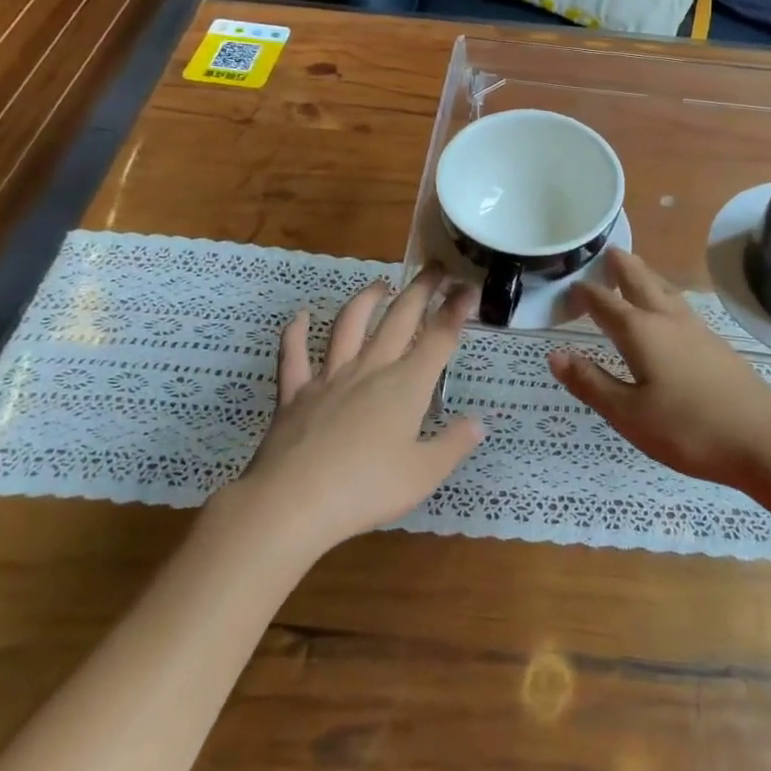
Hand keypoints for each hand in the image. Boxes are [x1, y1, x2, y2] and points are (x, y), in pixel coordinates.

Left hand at [233, 268, 483, 551]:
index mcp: (406, 385)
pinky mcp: (295, 393)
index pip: (439, 338)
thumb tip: (478, 423)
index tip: (468, 287)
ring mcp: (330, 377)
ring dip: (366, 300)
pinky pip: (294, 356)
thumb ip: (453, 445)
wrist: (292, 503)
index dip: (456, 310)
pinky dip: (295, 333)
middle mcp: (371, 369)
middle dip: (421, 289)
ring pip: (349, 325)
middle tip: (435, 268)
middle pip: (400, 318)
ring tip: (380, 284)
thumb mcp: (423, 474)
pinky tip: (301, 316)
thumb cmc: (366, 489)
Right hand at [547, 249, 770, 487]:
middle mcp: (667, 320)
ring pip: (664, 290)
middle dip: (622, 267)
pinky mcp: (715, 344)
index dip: (586, 293)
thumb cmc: (687, 429)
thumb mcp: (628, 414)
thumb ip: (591, 383)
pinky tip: (669, 308)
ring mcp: (696, 329)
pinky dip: (664, 294)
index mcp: (640, 332)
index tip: (570, 284)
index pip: (605, 304)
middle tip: (608, 251)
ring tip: (634, 267)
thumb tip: (555, 354)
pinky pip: (680, 305)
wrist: (762, 438)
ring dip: (645, 275)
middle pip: (640, 282)